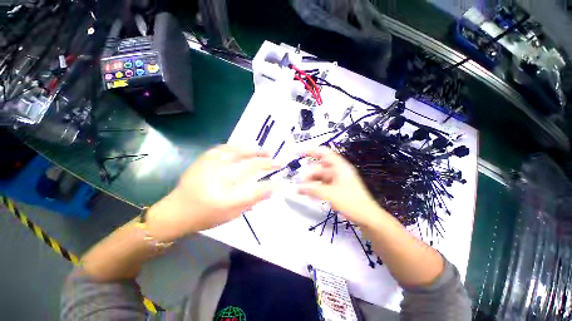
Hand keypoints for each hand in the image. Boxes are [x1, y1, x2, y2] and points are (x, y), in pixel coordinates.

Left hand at [146, 145, 279, 241]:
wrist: (176, 211)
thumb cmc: (206, 216)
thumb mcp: (232, 214)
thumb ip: (252, 201)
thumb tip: (271, 189)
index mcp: (227, 200)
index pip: (257, 189)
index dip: (272, 184)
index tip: (282, 180)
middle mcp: (219, 180)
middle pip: (250, 166)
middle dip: (267, 162)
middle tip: (277, 161)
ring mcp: (211, 167)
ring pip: (238, 152)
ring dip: (255, 151)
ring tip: (265, 151)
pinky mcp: (203, 159)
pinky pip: (224, 148)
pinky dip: (238, 146)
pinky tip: (245, 146)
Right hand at [298, 147, 383, 226]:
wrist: (367, 217)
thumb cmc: (351, 202)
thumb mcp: (330, 194)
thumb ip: (313, 189)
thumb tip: (298, 187)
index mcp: (340, 167)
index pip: (324, 153)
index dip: (311, 151)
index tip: (299, 154)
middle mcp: (339, 171)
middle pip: (321, 167)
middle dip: (309, 172)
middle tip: (299, 180)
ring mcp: (338, 180)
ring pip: (321, 177)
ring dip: (311, 181)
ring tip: (301, 188)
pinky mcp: (338, 188)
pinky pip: (323, 184)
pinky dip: (316, 187)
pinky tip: (308, 193)